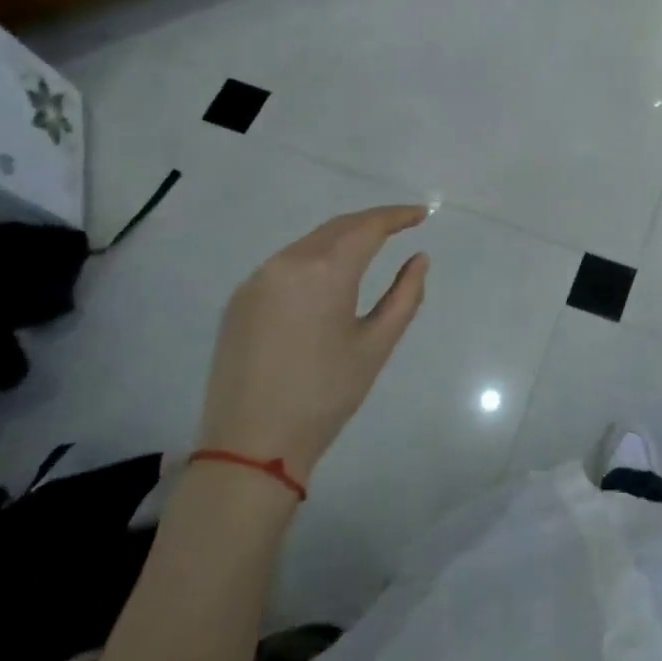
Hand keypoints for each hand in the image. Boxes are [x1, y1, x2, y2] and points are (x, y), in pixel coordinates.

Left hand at [196, 205, 428, 487]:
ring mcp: (257, 280)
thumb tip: (419, 259)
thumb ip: (405, 295)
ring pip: (309, 243)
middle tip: (402, 225)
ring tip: (370, 247)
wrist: (250, 446)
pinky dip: (315, 258)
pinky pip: (285, 264)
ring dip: (342, 238)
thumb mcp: (377, 345)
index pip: (368, 227)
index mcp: (325, 271)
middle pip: (337, 227)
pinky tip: (328, 275)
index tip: (422, 214)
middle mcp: (287, 263)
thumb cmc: (325, 395)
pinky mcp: (240, 300)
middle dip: (371, 222)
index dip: (397, 216)